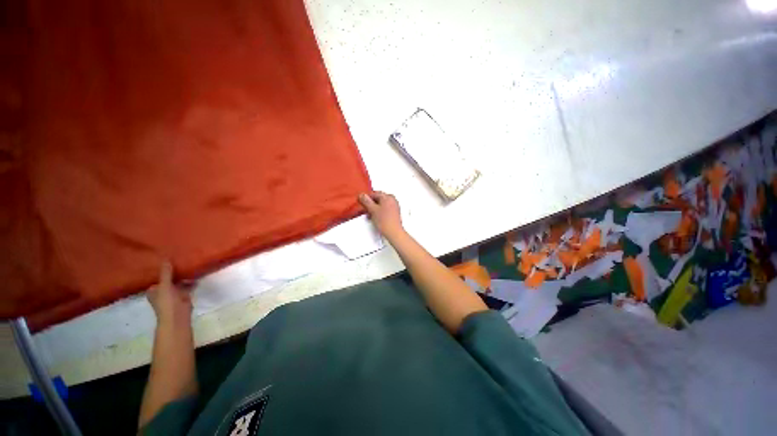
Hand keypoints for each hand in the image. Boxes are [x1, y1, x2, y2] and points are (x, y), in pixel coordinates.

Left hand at [147, 261, 192, 325]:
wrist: (178, 316)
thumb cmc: (167, 302)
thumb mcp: (165, 285)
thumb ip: (166, 273)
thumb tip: (165, 258)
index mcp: (153, 290)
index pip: (157, 277)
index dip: (162, 270)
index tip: (169, 260)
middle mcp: (162, 291)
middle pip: (168, 279)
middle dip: (174, 272)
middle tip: (181, 260)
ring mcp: (173, 294)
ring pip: (179, 282)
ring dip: (184, 277)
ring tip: (190, 266)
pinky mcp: (184, 296)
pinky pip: (187, 286)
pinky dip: (191, 281)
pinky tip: (197, 275)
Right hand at [359, 191, 403, 238]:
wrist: (394, 232)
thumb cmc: (385, 222)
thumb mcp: (372, 210)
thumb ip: (366, 201)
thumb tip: (362, 195)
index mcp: (388, 197)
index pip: (374, 193)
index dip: (366, 198)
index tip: (361, 201)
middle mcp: (392, 200)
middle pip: (378, 199)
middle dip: (370, 204)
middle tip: (364, 209)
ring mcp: (394, 206)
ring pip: (381, 204)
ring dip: (374, 208)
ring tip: (369, 215)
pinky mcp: (394, 213)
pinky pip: (384, 209)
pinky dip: (379, 211)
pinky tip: (375, 217)